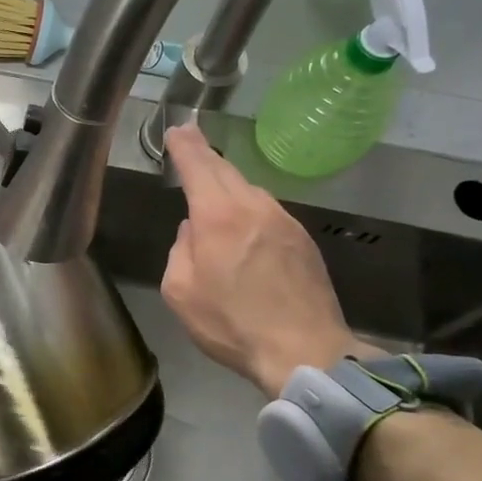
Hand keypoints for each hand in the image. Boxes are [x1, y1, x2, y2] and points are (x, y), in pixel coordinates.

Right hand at [160, 124, 371, 397]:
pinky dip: (249, 207)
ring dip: (228, 182)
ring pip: (249, 190)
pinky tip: (244, 223)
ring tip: (213, 185)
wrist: (305, 351)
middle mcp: (253, 207)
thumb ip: (179, 251)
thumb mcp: (180, 291)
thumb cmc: (232, 324)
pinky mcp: (304, 240)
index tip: (177, 129)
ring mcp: (284, 221)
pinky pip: (268, 211)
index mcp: (218, 216)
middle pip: (225, 169)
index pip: (197, 165)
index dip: (184, 145)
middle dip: (204, 153)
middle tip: (191, 137)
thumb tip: (192, 232)